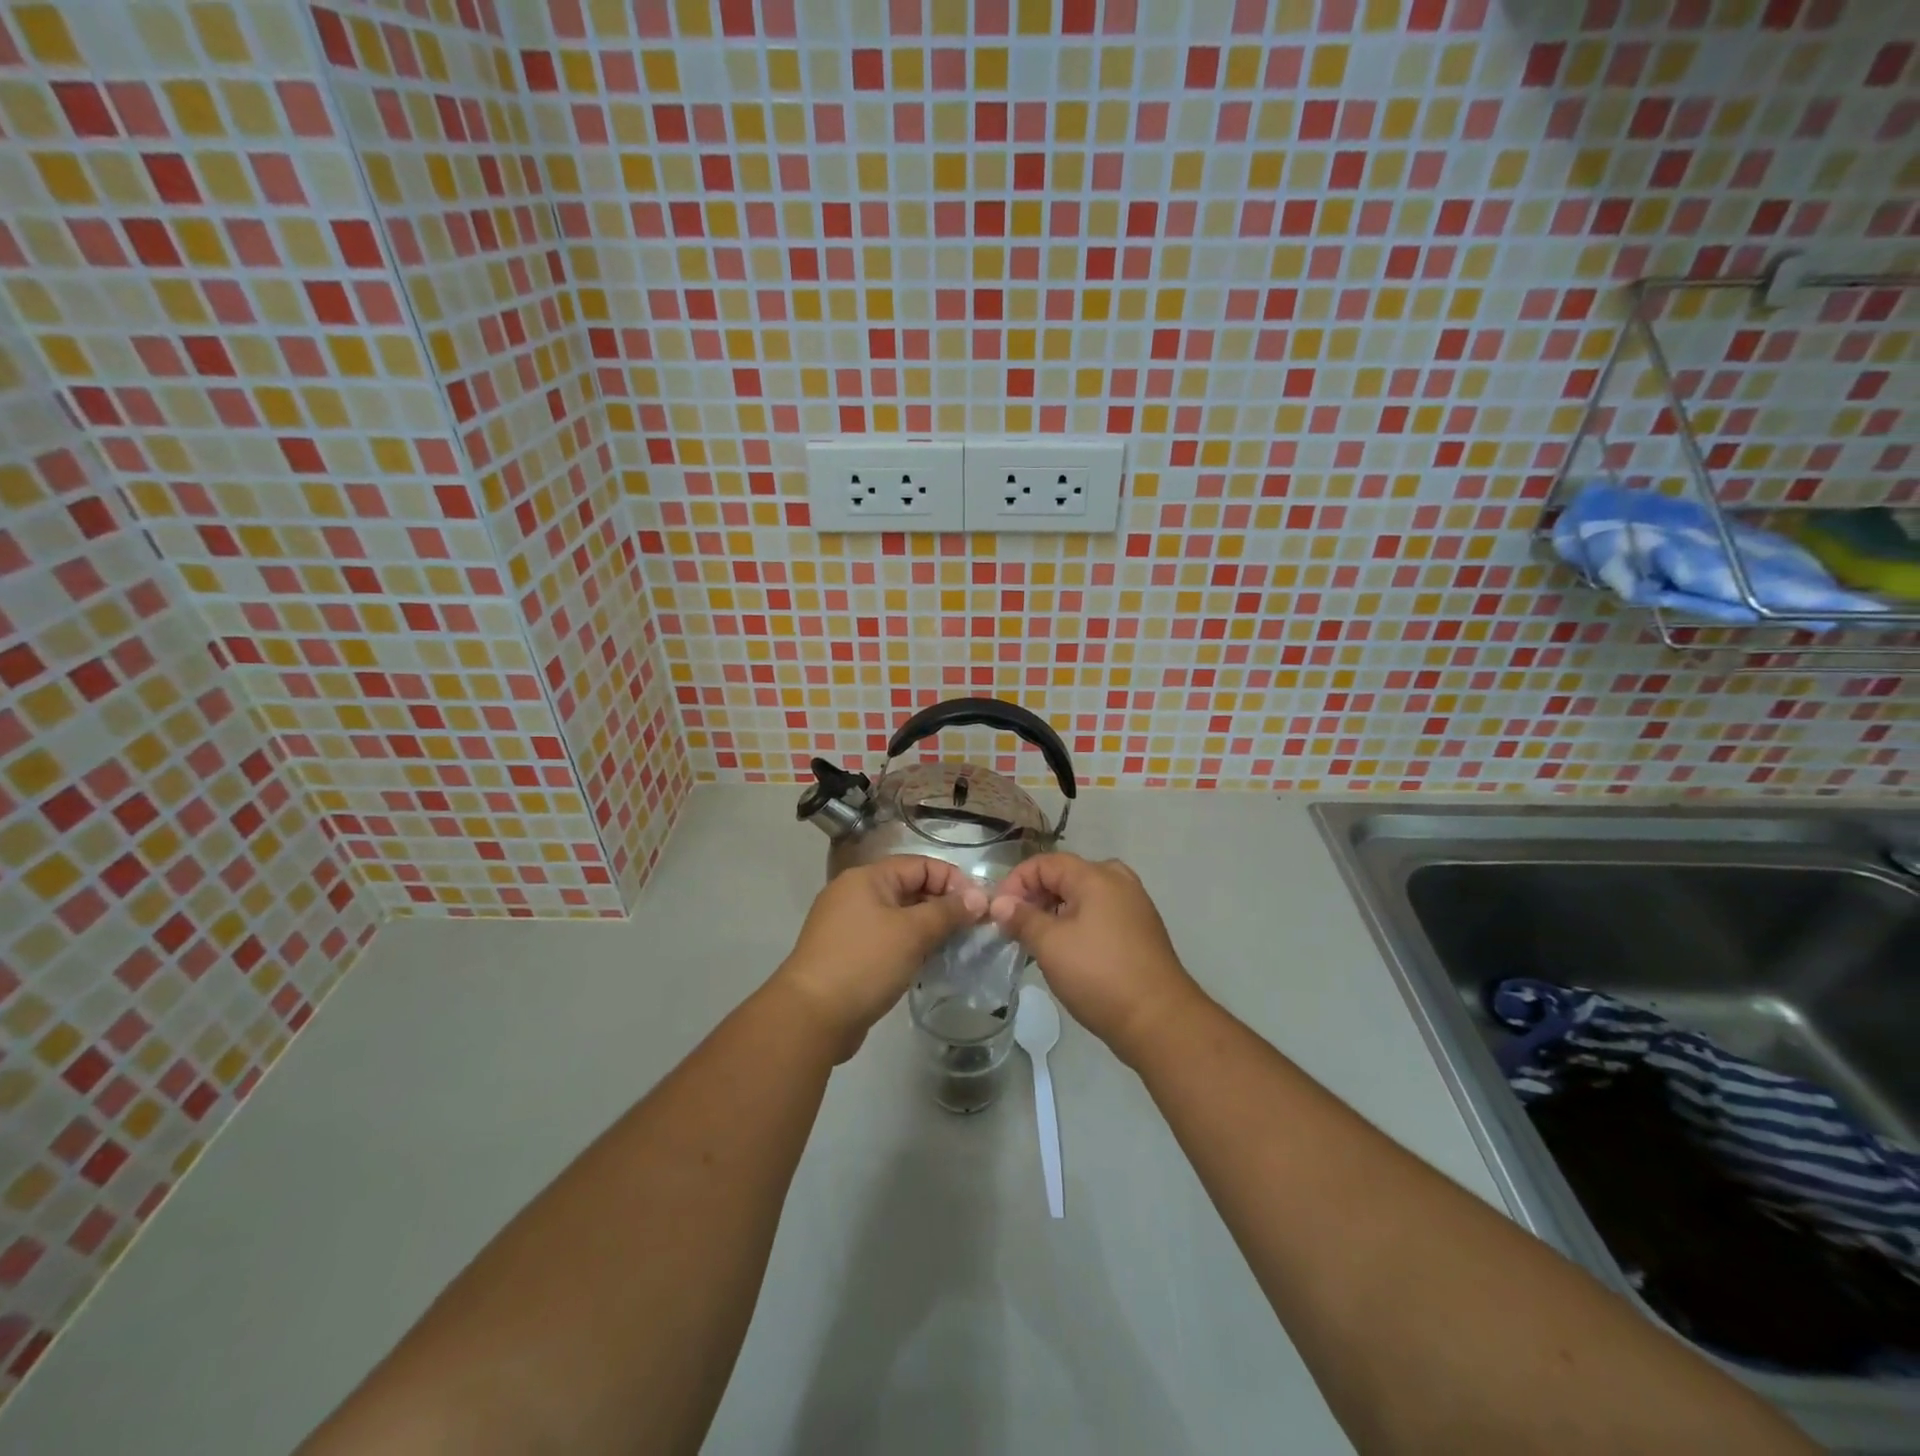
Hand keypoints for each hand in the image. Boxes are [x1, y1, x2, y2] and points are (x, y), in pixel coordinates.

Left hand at [775, 856, 987, 1058]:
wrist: (811, 1016)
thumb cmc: (864, 963)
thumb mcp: (912, 933)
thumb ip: (948, 912)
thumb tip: (979, 898)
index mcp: (867, 878)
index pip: (920, 865)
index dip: (952, 881)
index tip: (979, 907)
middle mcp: (855, 895)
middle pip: (910, 889)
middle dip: (943, 906)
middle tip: (972, 930)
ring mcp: (849, 926)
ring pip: (900, 917)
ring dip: (929, 929)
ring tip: (956, 948)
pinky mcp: (849, 955)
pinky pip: (888, 940)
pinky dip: (910, 947)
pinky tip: (928, 965)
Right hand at [989, 854, 1204, 1064]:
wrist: (1159, 1020)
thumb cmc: (1099, 975)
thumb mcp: (1050, 945)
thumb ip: (1021, 918)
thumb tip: (1000, 904)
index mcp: (1096, 876)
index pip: (1044, 863)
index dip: (1016, 882)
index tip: (998, 913)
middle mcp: (1118, 881)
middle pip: (1065, 876)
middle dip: (1035, 897)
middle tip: (1014, 927)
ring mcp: (1134, 905)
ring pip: (1083, 897)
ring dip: (1055, 912)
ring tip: (1036, 941)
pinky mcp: (1141, 930)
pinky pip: (1100, 914)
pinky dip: (1077, 924)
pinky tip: (1066, 952)